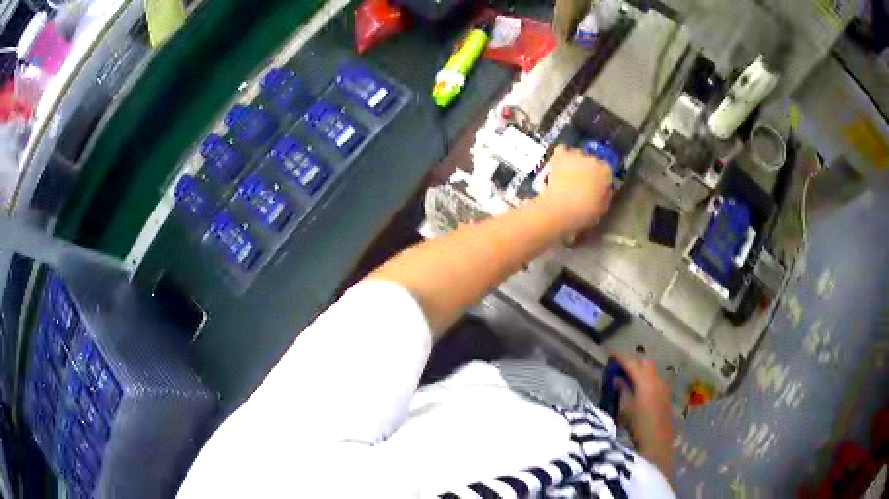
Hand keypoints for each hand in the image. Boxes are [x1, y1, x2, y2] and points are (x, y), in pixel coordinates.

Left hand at [538, 146, 612, 232]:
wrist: (560, 209)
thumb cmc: (584, 213)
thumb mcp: (602, 208)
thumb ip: (606, 195)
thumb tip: (605, 189)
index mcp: (606, 171)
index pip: (607, 170)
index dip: (602, 178)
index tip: (597, 186)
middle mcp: (593, 159)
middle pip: (593, 161)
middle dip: (589, 170)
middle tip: (582, 183)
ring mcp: (576, 154)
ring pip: (578, 154)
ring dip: (575, 163)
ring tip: (569, 176)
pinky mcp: (559, 156)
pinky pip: (562, 150)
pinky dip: (562, 156)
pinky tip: (560, 165)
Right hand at [614, 353, 673, 476]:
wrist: (657, 441)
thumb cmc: (637, 425)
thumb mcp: (624, 408)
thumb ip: (622, 390)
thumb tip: (618, 378)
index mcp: (644, 381)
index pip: (631, 362)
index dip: (620, 357)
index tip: (610, 354)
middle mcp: (656, 379)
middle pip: (644, 362)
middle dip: (633, 361)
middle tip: (620, 367)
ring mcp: (663, 387)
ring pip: (651, 371)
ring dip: (640, 371)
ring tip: (628, 380)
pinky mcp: (665, 396)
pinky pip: (655, 380)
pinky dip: (646, 380)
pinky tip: (639, 391)